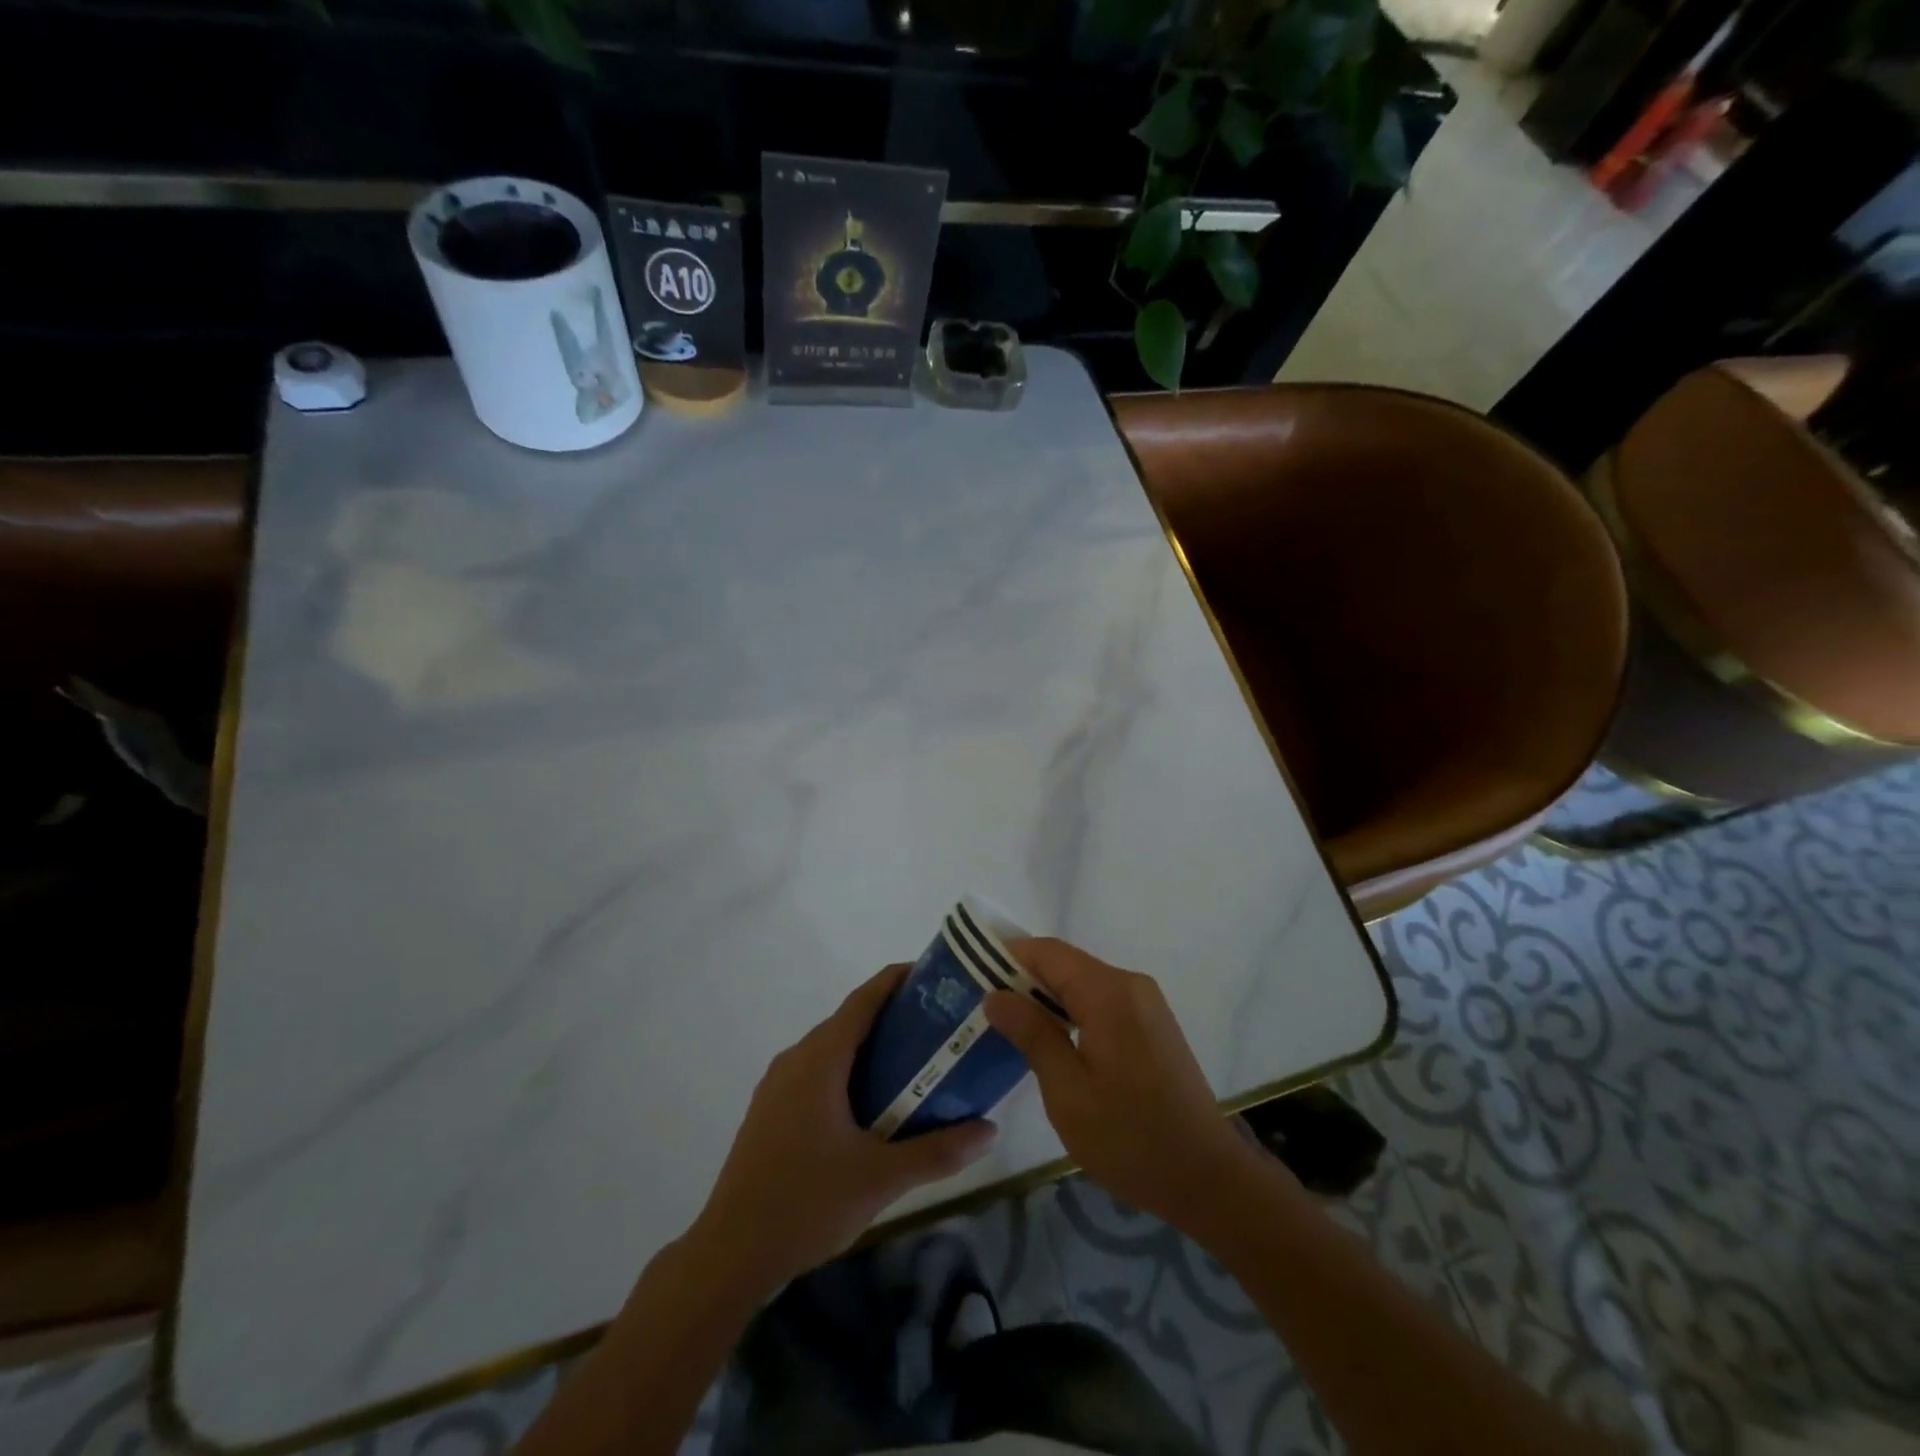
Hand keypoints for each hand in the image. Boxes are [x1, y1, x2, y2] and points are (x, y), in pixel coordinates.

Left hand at [691, 964, 996, 1296]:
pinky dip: (847, 1070)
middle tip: (938, 1027)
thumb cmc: (805, 1203)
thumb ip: (938, 1151)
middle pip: (849, 1020)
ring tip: (913, 1063)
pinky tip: (871, 1105)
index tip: (934, 975)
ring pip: (831, 1048)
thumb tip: (991, 1131)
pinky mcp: (770, 1110)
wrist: (729, 1254)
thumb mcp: (880, 1178)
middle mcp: (795, 1059)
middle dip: (892, 1016)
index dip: (897, 979)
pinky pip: (816, 1072)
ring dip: (869, 1046)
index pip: (863, 999)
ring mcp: (777, 1085)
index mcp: (820, 1059)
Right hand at [984, 938, 1265, 1229]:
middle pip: (1066, 965)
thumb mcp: (1067, 1091)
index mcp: (1109, 993)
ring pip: (1083, 984)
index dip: (1009, 956)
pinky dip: (1072, 1012)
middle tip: (983, 1006)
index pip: (1048, 952)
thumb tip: (995, 995)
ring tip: (1008, 1025)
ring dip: (1047, 998)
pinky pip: (1102, 1002)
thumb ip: (1031, 1034)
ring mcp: (1146, 1005)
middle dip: (1024, 979)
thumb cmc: (1130, 1138)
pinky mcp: (1153, 1025)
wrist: (1207, 1177)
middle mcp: (1130, 985)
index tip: (971, 973)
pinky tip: (1050, 1040)